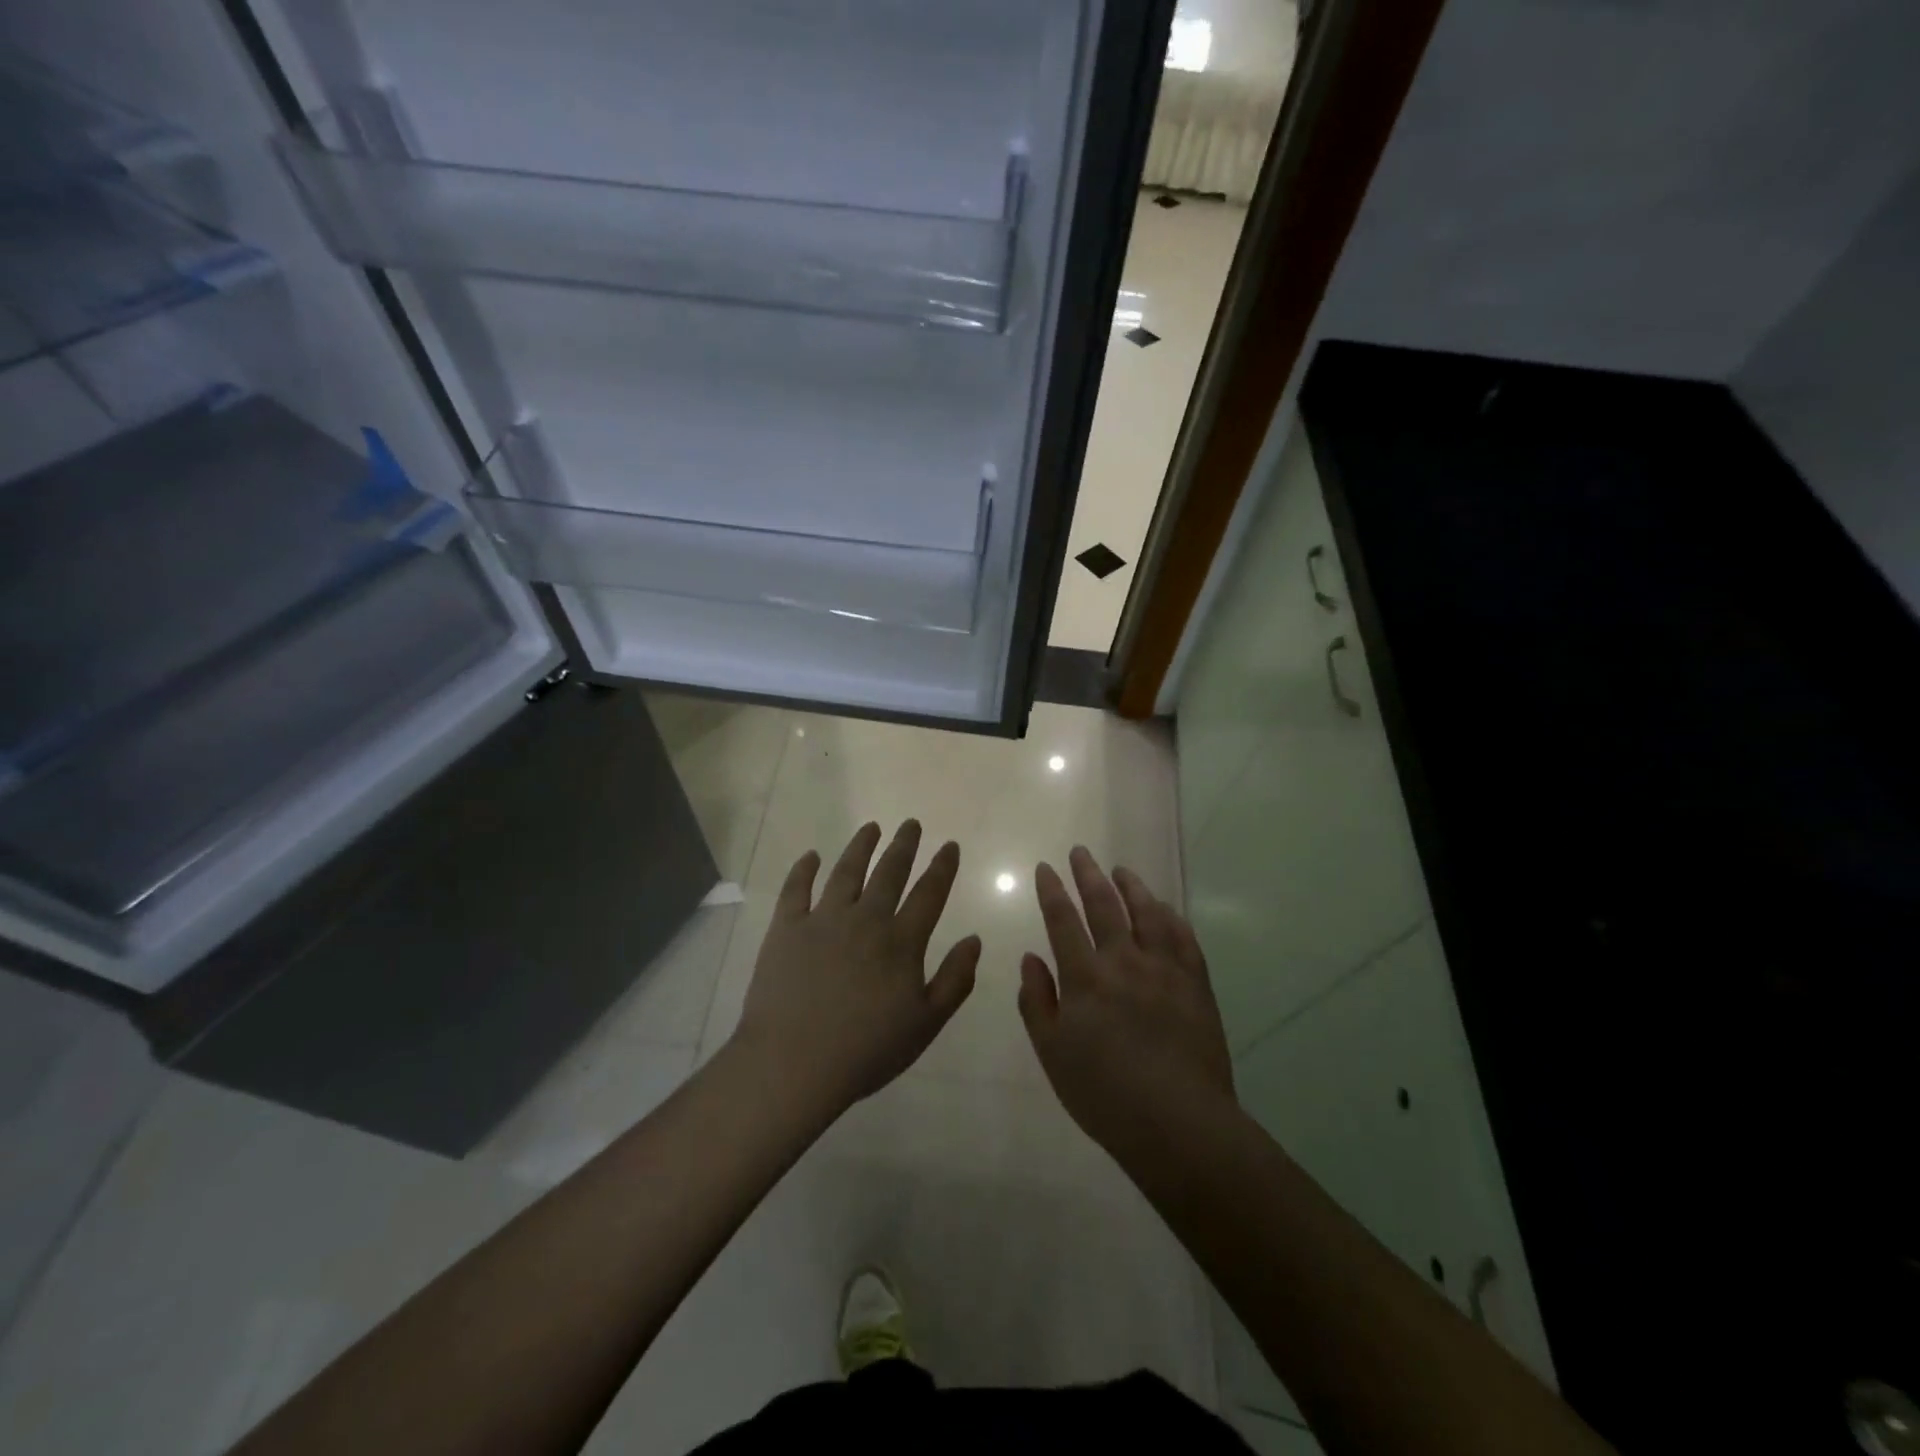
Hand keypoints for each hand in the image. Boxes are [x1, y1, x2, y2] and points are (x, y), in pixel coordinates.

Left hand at [734, 820, 980, 1115]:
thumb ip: (955, 980)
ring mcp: (823, 920)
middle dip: (904, 845)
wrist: (793, 1063)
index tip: (949, 845)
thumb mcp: (925, 1024)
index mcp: (902, 942)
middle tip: (911, 824)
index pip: (929, 893)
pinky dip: (804, 869)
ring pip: (846, 871)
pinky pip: (796, 889)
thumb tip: (974, 939)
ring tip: (871, 828)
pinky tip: (812, 856)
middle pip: (889, 873)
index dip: (942, 867)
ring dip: (861, 846)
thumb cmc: (866, 1050)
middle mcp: (865, 919)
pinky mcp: (787, 928)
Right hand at [1018, 846, 1235, 1166]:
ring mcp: (1164, 969)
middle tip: (1080, 852)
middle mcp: (1124, 961)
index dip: (1052, 891)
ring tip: (1121, 870)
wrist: (1178, 1122)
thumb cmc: (1104, 1094)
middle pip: (1104, 905)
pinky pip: (1182, 937)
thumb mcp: (1052, 1053)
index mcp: (1084, 977)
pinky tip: (1164, 908)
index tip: (1045, 868)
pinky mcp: (1195, 983)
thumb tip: (1030, 957)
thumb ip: (1037, 1001)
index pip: (1062, 920)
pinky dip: (1169, 916)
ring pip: (1146, 913)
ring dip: (1131, 887)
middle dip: (1087, 874)